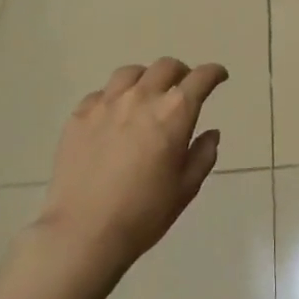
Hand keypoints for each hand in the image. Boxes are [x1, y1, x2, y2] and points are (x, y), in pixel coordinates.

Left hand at [37, 58, 228, 278]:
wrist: (84, 232)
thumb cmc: (144, 213)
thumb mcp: (186, 188)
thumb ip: (203, 155)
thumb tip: (210, 133)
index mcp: (174, 113)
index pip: (200, 78)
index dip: (214, 73)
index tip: (219, 76)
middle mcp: (141, 98)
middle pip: (165, 66)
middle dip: (181, 72)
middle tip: (184, 87)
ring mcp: (106, 104)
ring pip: (131, 73)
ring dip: (146, 78)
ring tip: (147, 94)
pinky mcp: (79, 116)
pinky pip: (101, 93)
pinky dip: (115, 97)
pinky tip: (115, 116)